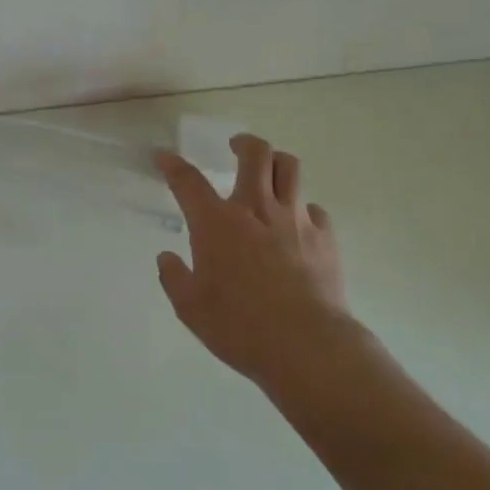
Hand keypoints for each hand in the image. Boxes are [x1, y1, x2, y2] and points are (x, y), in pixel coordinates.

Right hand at [155, 133, 367, 394]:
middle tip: (235, 147)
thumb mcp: (190, 308)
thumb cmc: (239, 327)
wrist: (307, 345)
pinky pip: (314, 208)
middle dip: (243, 143)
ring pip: (290, 168)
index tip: (164, 156)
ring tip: (269, 171)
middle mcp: (256, 209)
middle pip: (255, 154)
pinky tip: (297, 223)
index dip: (173, 165)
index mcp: (217, 223)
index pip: (188, 181)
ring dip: (276, 162)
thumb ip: (175, 278)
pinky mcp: (324, 237)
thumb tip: (167, 258)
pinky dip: (302, 208)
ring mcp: (295, 219)